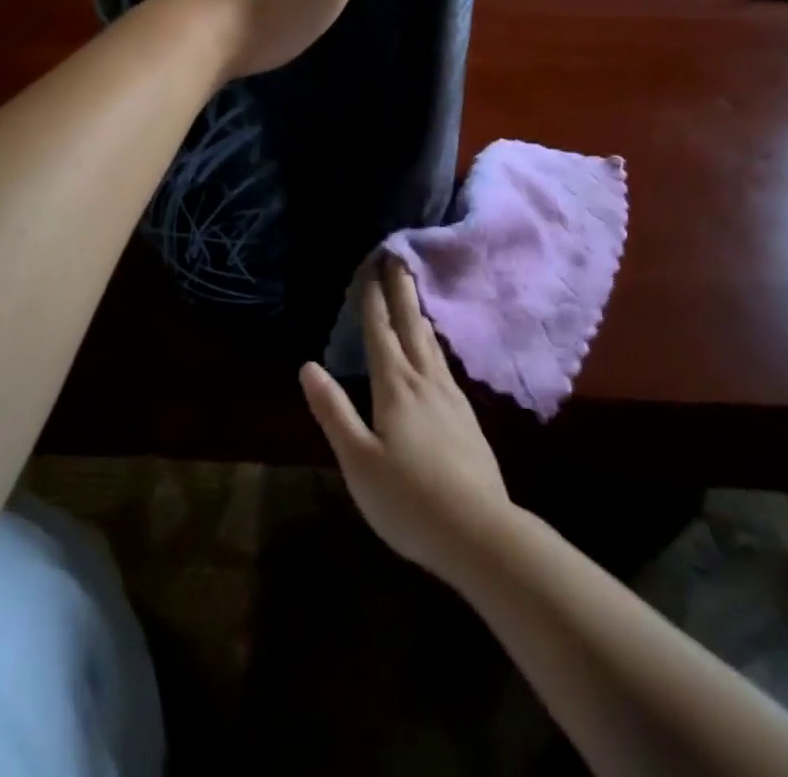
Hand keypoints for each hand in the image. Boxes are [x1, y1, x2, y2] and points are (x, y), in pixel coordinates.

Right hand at [300, 258, 514, 588]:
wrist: (479, 531)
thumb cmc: (408, 499)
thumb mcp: (358, 460)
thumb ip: (333, 411)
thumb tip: (308, 366)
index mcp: (395, 387)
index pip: (380, 332)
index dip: (373, 298)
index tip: (371, 265)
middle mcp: (425, 381)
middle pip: (410, 325)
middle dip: (401, 290)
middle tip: (396, 257)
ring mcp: (451, 397)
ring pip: (431, 343)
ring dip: (418, 312)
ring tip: (413, 293)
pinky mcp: (467, 416)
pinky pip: (444, 363)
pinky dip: (434, 342)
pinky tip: (435, 351)